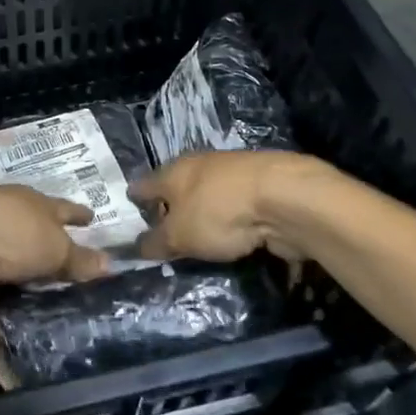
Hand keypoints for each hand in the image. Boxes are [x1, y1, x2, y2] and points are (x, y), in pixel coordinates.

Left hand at [0, 185, 109, 331]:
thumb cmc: (13, 231)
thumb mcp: (55, 245)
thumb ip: (79, 259)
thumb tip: (109, 265)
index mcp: (30, 207)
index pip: (60, 210)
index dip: (77, 215)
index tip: (92, 219)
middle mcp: (6, 231)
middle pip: (33, 249)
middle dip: (50, 266)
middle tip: (78, 290)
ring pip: (9, 288)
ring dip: (22, 307)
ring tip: (51, 333)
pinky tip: (13, 378)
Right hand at [130, 150, 318, 263]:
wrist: (286, 198)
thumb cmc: (219, 212)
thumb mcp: (179, 236)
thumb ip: (156, 243)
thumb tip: (137, 247)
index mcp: (172, 172)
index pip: (143, 185)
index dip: (135, 203)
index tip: (130, 219)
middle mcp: (198, 166)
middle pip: (175, 188)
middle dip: (169, 209)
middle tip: (163, 235)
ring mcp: (231, 174)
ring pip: (206, 196)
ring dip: (202, 214)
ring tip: (197, 239)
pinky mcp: (259, 189)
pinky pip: (233, 207)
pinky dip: (229, 220)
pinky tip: (231, 237)